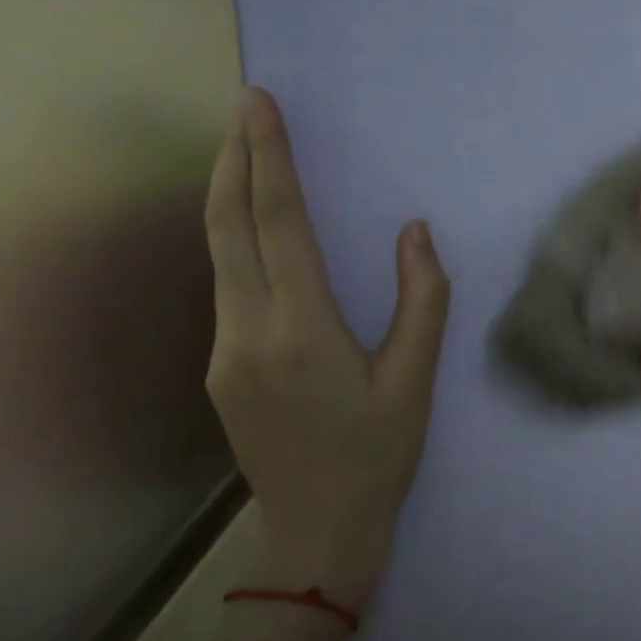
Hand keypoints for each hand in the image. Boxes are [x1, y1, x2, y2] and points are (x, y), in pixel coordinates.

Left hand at [203, 88, 450, 607]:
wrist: (316, 533)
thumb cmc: (377, 454)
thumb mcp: (415, 380)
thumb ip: (422, 299)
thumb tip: (414, 230)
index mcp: (301, 330)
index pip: (278, 223)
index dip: (270, 159)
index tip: (260, 106)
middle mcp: (247, 332)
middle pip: (227, 227)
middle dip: (233, 160)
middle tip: (244, 110)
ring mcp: (223, 352)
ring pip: (218, 255)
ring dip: (229, 196)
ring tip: (245, 152)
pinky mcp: (220, 368)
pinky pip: (225, 285)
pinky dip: (234, 240)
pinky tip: (253, 230)